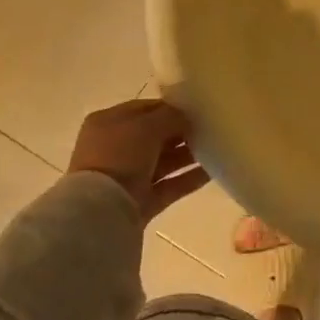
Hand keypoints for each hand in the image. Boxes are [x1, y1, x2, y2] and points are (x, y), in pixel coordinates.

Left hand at [68, 99, 209, 223]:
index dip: (170, 108)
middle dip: (182, 132)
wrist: (101, 211)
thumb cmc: (119, 156)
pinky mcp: (140, 202)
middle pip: (155, 136)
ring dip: (188, 155)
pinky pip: (169, 185)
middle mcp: (115, 149)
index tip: (197, 108)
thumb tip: (186, 117)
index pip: (144, 109)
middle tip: (211, 128)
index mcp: (108, 123)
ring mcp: (127, 178)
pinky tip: (213, 171)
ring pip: (164, 161)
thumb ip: (170, 117)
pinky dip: (189, 178)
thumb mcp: (146, 126)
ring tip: (217, 148)